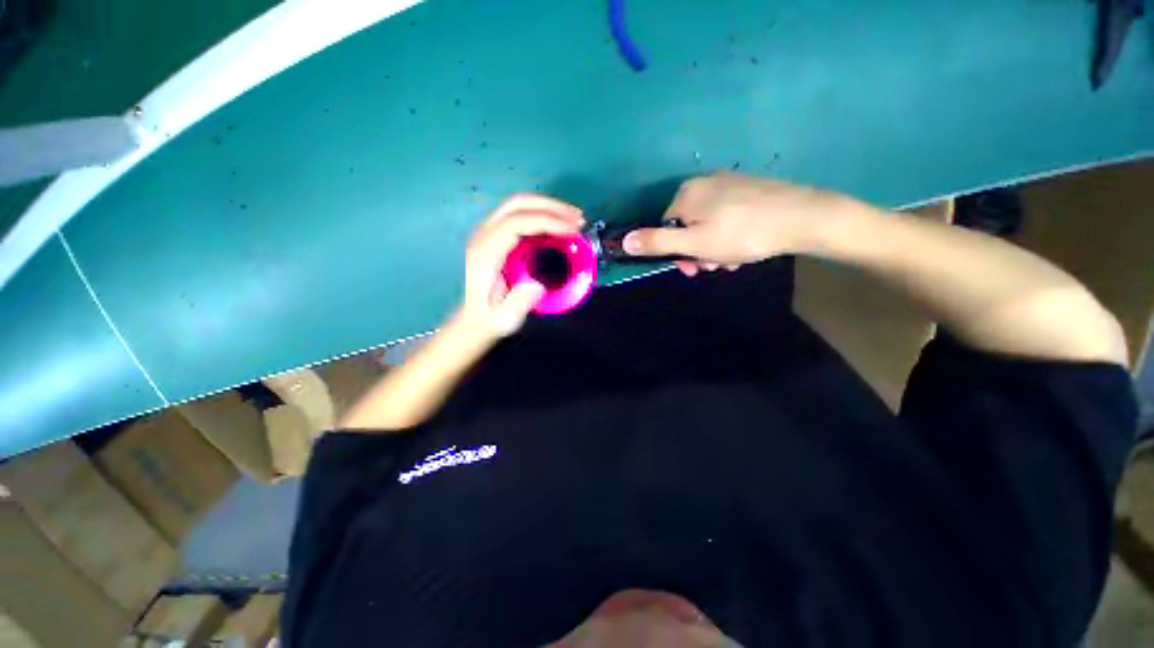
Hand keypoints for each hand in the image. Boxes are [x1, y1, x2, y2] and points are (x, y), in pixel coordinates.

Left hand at [457, 194, 584, 338]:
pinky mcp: (497, 236)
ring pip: (518, 205)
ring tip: (575, 219)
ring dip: (549, 207)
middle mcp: (484, 236)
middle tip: (579, 219)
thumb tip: (538, 284)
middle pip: (517, 205)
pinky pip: (520, 215)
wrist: (473, 319)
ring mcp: (489, 233)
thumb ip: (518, 304)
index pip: (516, 222)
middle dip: (551, 207)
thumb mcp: (503, 320)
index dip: (547, 221)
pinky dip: (543, 214)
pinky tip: (560, 225)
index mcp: (485, 252)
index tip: (574, 231)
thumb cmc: (490, 319)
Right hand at [622, 174, 857, 275]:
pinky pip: (727, 216)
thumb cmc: (742, 234)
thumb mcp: (694, 244)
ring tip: (733, 260)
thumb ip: (657, 243)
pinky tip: (745, 247)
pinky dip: (730, 235)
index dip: (676, 252)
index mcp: (687, 194)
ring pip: (708, 224)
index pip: (666, 227)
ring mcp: (729, 183)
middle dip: (698, 251)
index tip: (693, 269)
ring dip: (714, 248)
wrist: (803, 218)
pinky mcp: (749, 189)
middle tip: (715, 266)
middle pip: (688, 226)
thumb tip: (623, 240)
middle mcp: (705, 183)